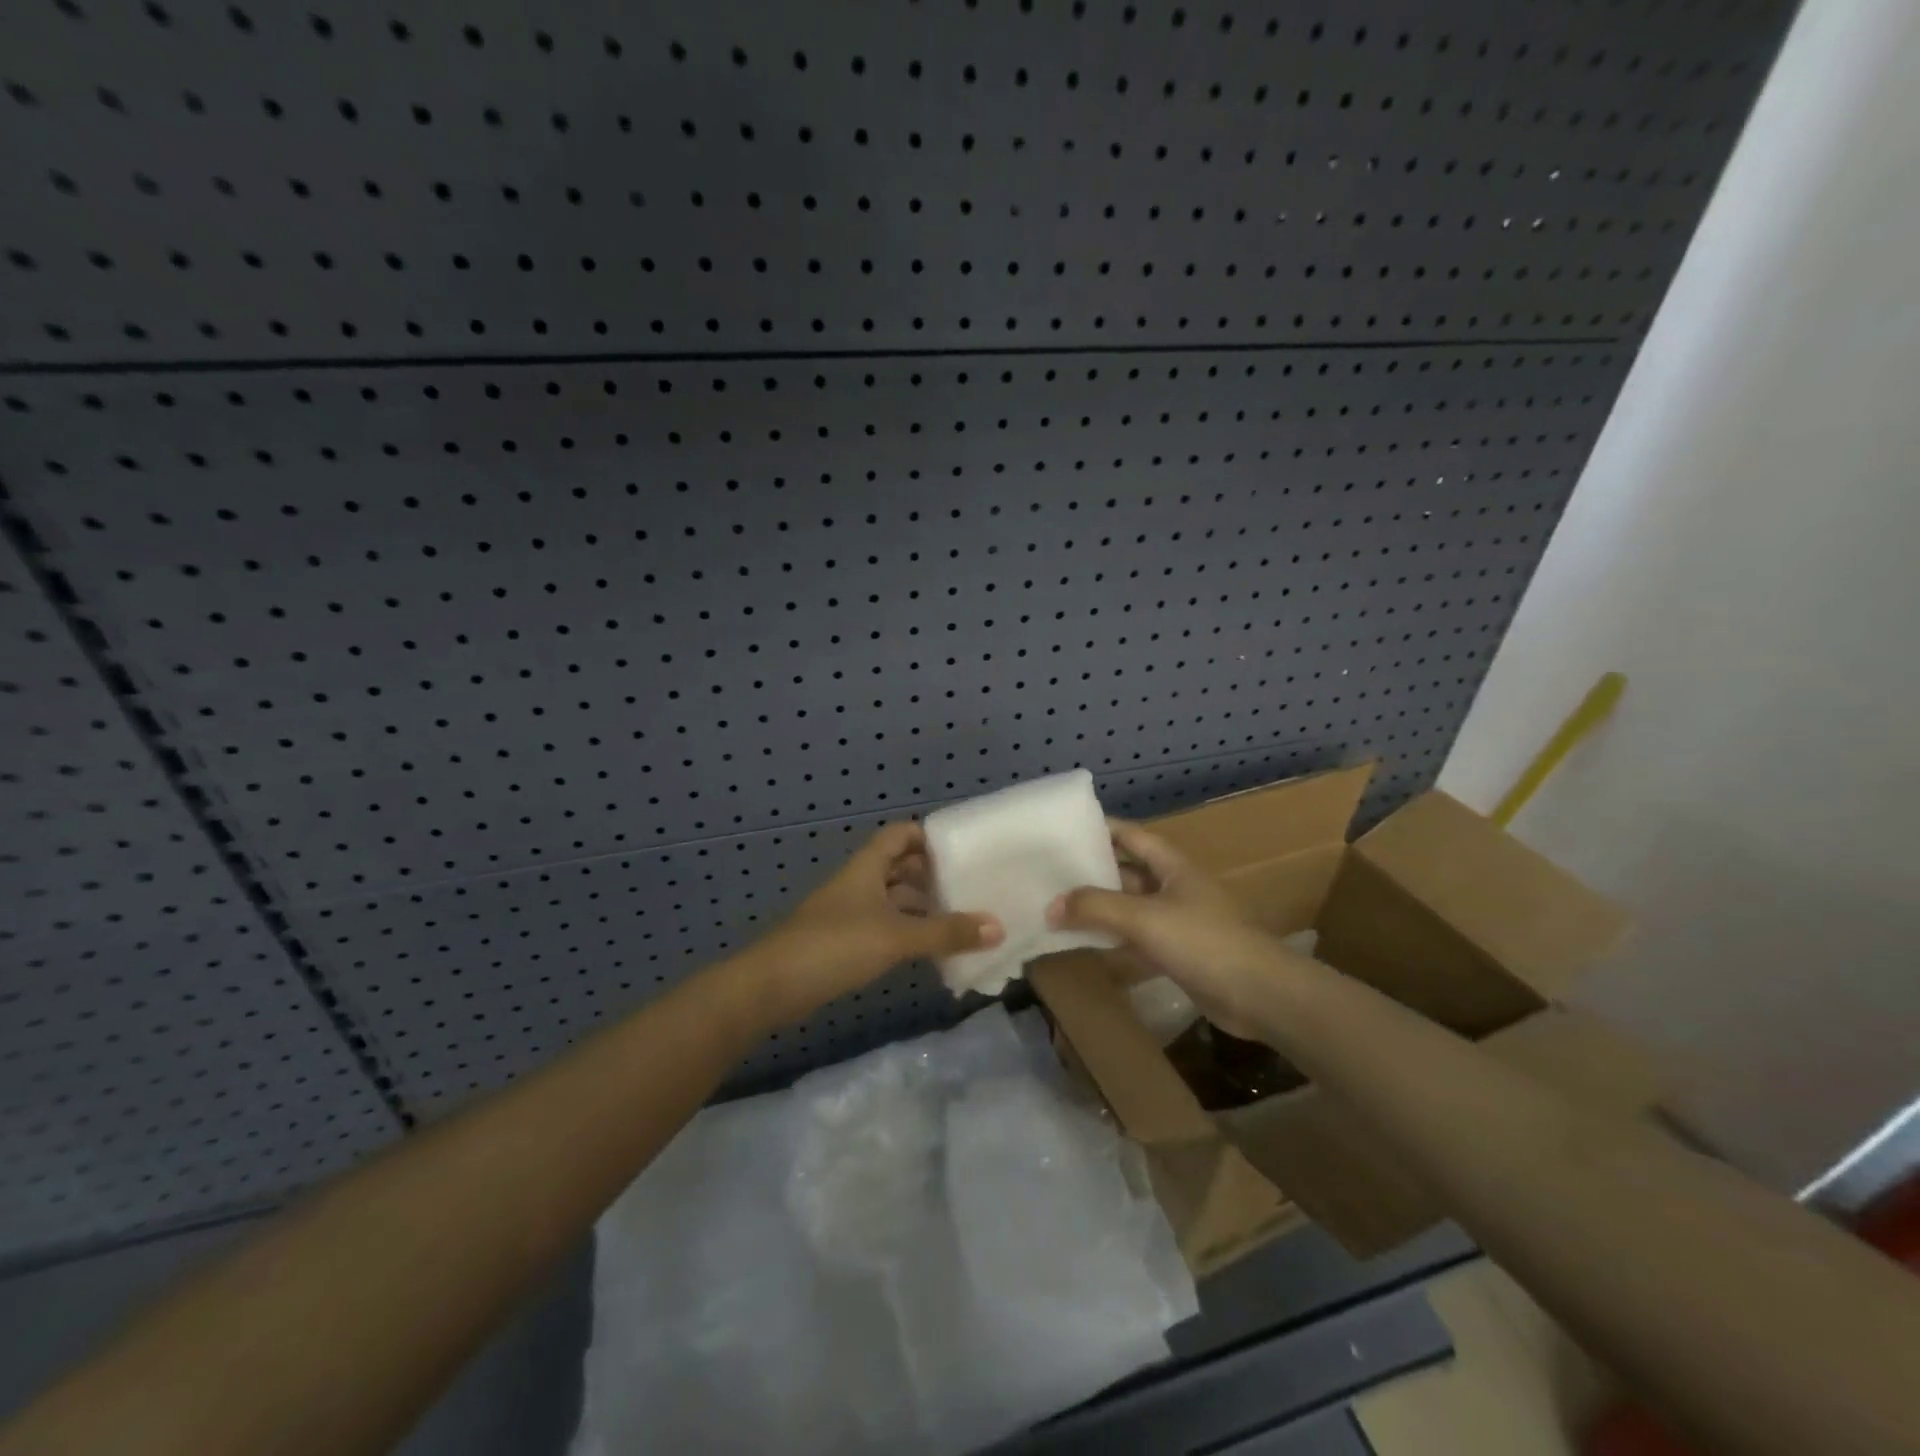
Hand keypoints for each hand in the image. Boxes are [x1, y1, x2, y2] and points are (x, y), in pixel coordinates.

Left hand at [748, 822, 1002, 1025]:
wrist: (771, 986)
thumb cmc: (834, 945)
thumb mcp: (896, 936)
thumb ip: (946, 932)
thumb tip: (998, 925)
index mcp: (868, 867)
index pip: (901, 834)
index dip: (930, 838)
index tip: (965, 853)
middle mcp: (860, 883)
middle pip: (901, 867)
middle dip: (933, 876)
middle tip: (973, 889)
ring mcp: (850, 913)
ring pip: (894, 900)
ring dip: (923, 909)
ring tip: (962, 922)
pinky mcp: (844, 942)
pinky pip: (885, 927)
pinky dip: (908, 933)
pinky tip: (932, 951)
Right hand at [1047, 820, 1293, 1036]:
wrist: (1259, 994)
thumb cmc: (1203, 941)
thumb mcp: (1144, 917)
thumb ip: (1095, 908)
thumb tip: (1050, 905)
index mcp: (1172, 865)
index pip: (1131, 835)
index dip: (1100, 829)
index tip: (1064, 829)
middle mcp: (1174, 887)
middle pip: (1127, 871)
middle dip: (1092, 871)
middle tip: (1049, 872)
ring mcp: (1177, 921)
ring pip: (1129, 907)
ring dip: (1099, 908)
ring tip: (1056, 906)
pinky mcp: (1177, 953)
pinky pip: (1136, 939)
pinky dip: (1112, 939)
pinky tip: (1084, 943)